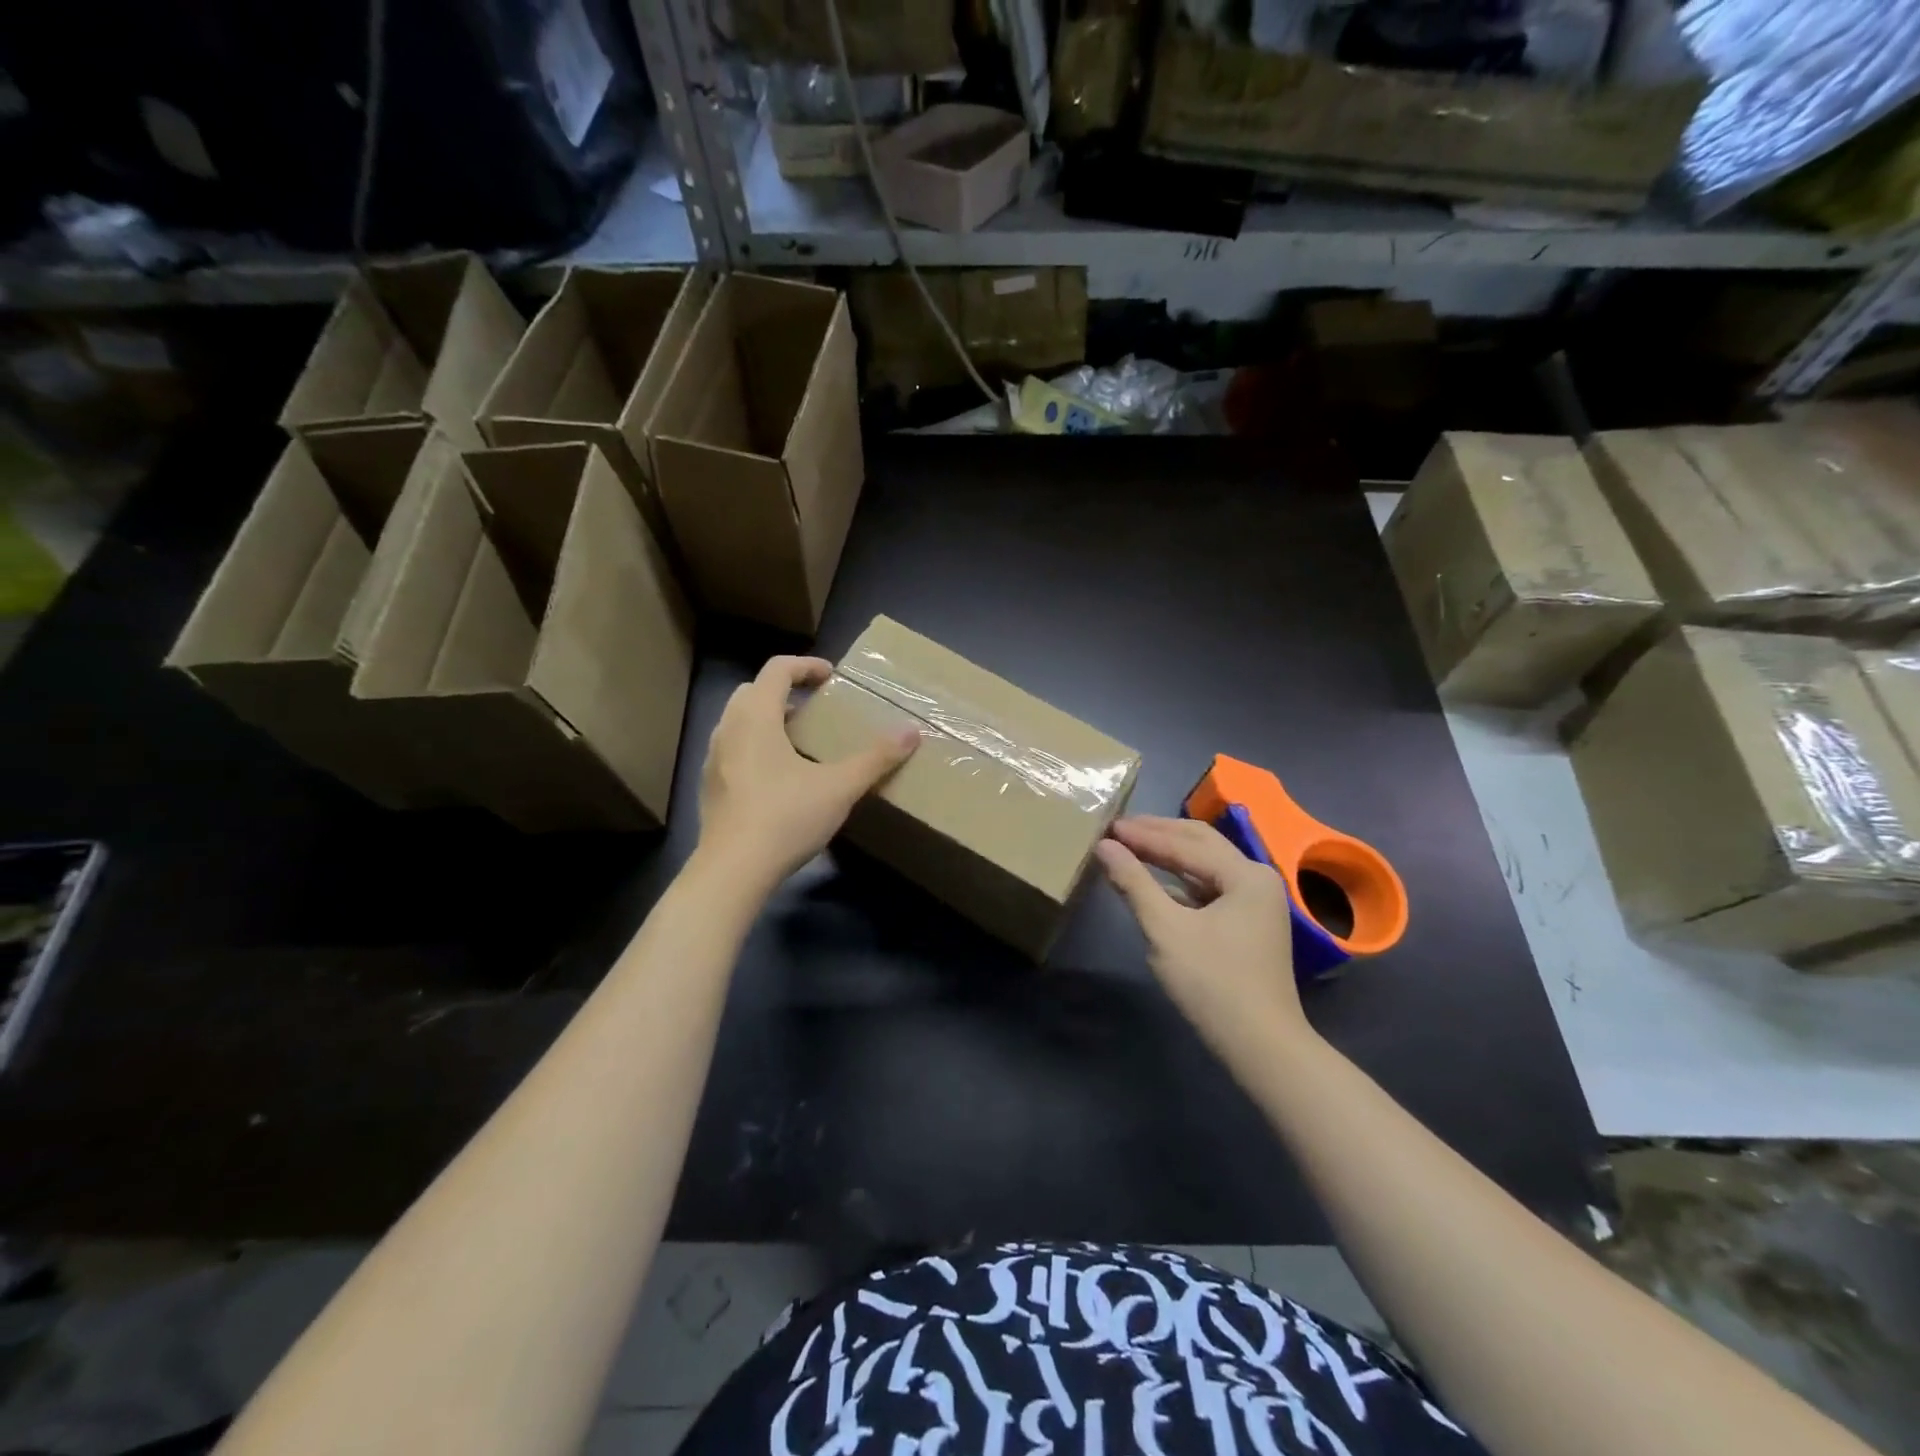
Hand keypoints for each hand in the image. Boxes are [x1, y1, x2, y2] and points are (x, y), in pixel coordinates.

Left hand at [696, 655, 918, 893]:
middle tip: (815, 708)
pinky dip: (755, 746)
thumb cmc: (786, 818)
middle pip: (754, 691)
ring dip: (768, 719)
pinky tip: (779, 777)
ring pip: (739, 721)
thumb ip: (876, 758)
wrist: (732, 871)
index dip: (806, 666)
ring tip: (800, 741)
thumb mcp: (840, 787)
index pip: (777, 669)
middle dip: (785, 691)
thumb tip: (912, 732)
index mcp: (756, 717)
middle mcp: (728, 729)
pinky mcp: (710, 787)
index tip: (831, 677)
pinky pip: (733, 749)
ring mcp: (714, 759)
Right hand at [1095, 816, 1312, 1050]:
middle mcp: (1257, 878)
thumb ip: (1134, 882)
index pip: (1186, 842)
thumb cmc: (1212, 983)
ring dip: (1169, 855)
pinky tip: (1156, 881)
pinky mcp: (1248, 924)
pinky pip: (1210, 888)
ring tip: (1131, 848)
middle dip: (1159, 834)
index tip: (1107, 826)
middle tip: (1118, 828)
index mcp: (1246, 874)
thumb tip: (1104, 845)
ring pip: (1206, 865)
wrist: (1261, 1046)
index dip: (1144, 833)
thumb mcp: (1165, 929)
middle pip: (1201, 844)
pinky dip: (1181, 880)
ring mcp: (1256, 902)